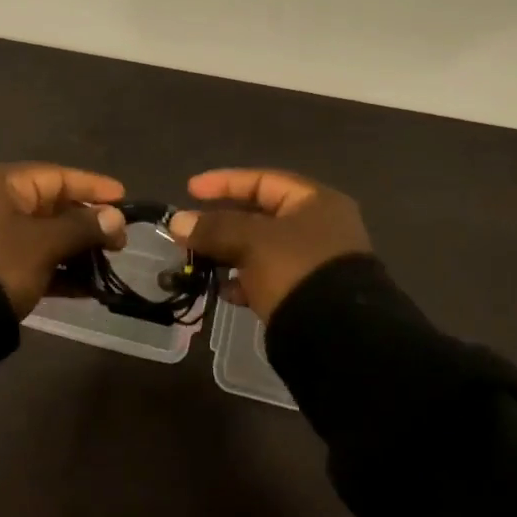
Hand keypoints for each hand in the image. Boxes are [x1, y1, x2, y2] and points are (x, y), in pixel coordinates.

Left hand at [0, 163, 127, 317]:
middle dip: (87, 222)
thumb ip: (82, 227)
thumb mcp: (44, 244)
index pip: (56, 176)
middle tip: (120, 240)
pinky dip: (56, 269)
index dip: (93, 187)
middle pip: (50, 205)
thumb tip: (114, 218)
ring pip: (42, 235)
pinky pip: (30, 259)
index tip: (124, 198)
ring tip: (108, 264)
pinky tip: (86, 287)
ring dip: (75, 249)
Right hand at [167, 169, 370, 320]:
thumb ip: (213, 228)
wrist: (338, 336)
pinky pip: (268, 277)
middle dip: (221, 223)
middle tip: (189, 231)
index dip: (224, 182)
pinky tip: (224, 291)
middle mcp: (320, 227)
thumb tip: (177, 222)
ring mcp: (315, 262)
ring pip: (261, 248)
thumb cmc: (295, 270)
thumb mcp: (251, 242)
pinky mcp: (308, 293)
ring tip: (199, 262)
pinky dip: (244, 280)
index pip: (262, 180)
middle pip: (260, 215)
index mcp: (315, 202)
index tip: (190, 190)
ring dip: (228, 253)